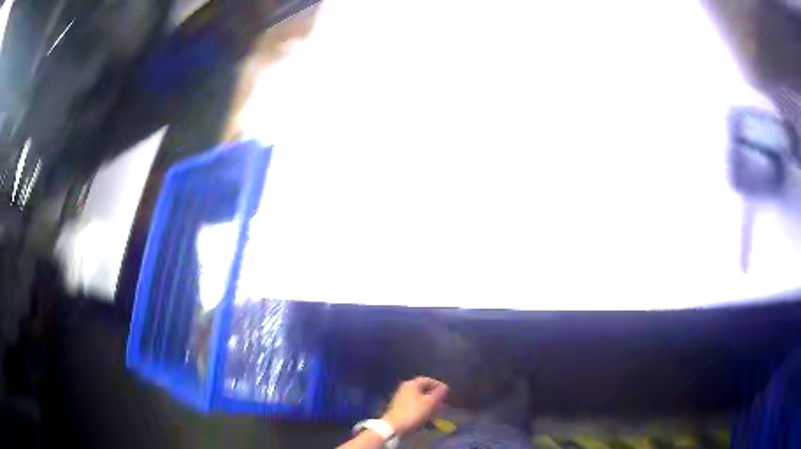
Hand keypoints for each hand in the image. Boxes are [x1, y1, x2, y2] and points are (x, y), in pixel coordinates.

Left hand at [381, 377, 448, 435]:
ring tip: (438, 409)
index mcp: (412, 384)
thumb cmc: (414, 412)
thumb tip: (445, 387)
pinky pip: (414, 405)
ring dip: (429, 403)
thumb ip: (439, 393)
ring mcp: (401, 399)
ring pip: (419, 398)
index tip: (447, 391)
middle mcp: (405, 389)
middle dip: (434, 395)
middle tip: (443, 401)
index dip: (438, 385)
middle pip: (423, 389)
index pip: (427, 380)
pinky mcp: (399, 409)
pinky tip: (428, 415)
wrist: (395, 426)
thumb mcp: (430, 402)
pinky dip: (423, 408)